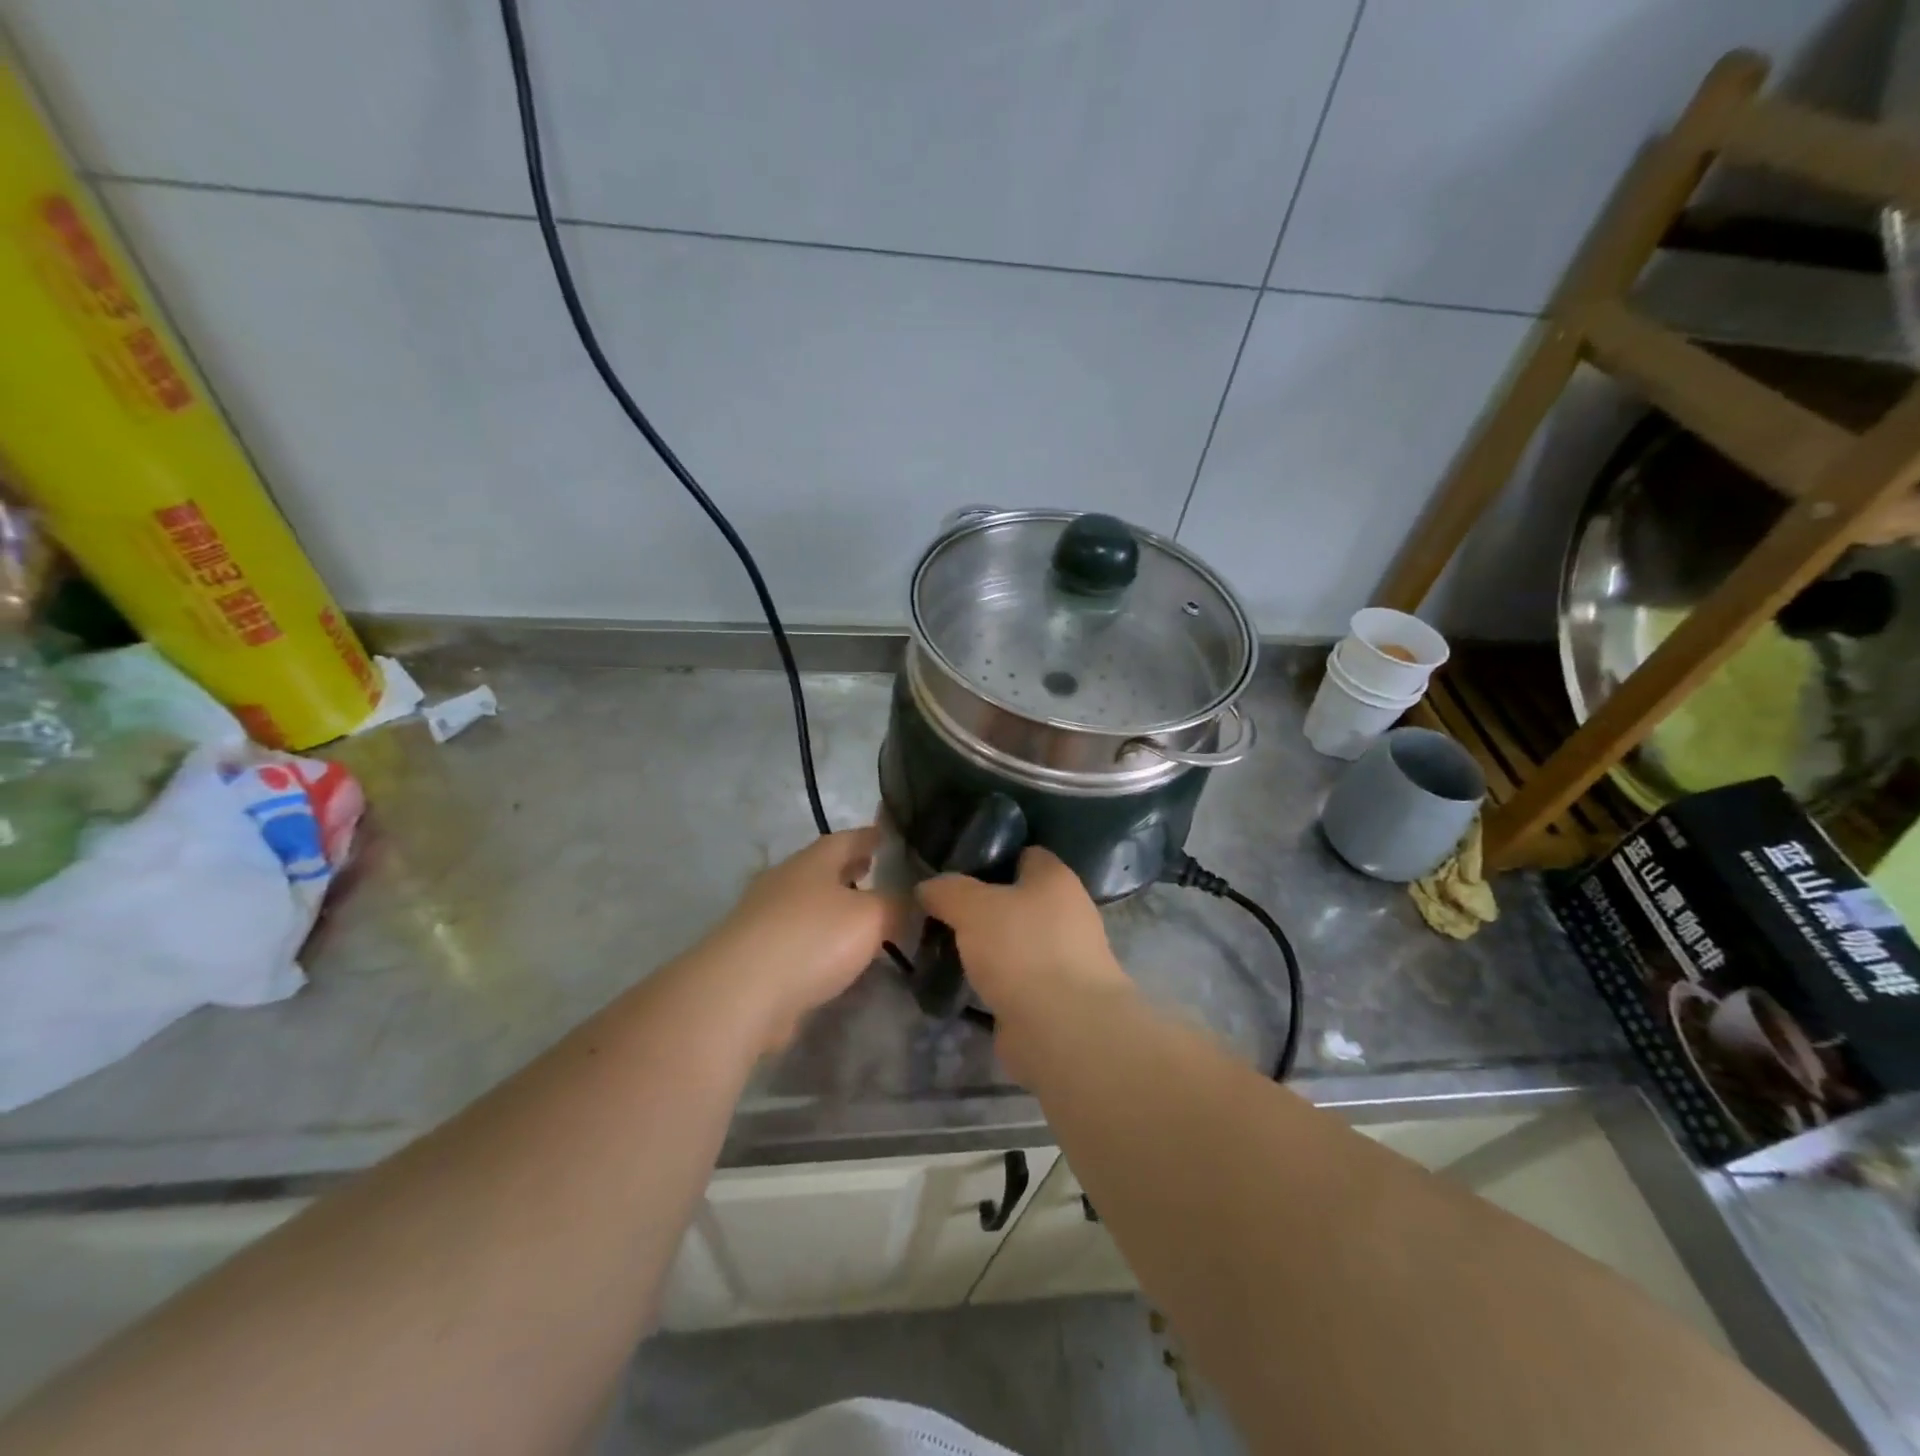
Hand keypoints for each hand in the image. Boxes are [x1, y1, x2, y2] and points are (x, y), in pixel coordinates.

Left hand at [701, 827, 903, 1049]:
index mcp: (813, 862)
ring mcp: (764, 918)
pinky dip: (817, 940)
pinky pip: (796, 938)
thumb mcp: (872, 917)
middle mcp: (785, 881)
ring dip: (833, 906)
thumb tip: (913, 901)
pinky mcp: (754, 955)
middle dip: (849, 869)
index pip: (847, 838)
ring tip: (861, 917)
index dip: (869, 836)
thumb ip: (896, 906)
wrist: (741, 992)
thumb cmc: (812, 938)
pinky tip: (834, 957)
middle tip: (876, 872)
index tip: (888, 835)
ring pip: (808, 904)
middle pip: (822, 869)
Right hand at [917, 847, 1131, 1027]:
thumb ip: (947, 890)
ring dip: (986, 946)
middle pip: (1016, 899)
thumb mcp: (972, 907)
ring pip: (1014, 940)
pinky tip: (964, 982)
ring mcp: (1064, 956)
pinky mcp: (1054, 994)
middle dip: (981, 906)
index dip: (988, 858)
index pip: (1023, 854)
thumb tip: (927, 887)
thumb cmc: (1022, 949)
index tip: (952, 870)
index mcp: (1056, 878)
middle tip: (941, 912)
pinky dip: (994, 979)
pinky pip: (1016, 976)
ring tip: (945, 948)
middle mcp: (1067, 911)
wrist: (1063, 1029)